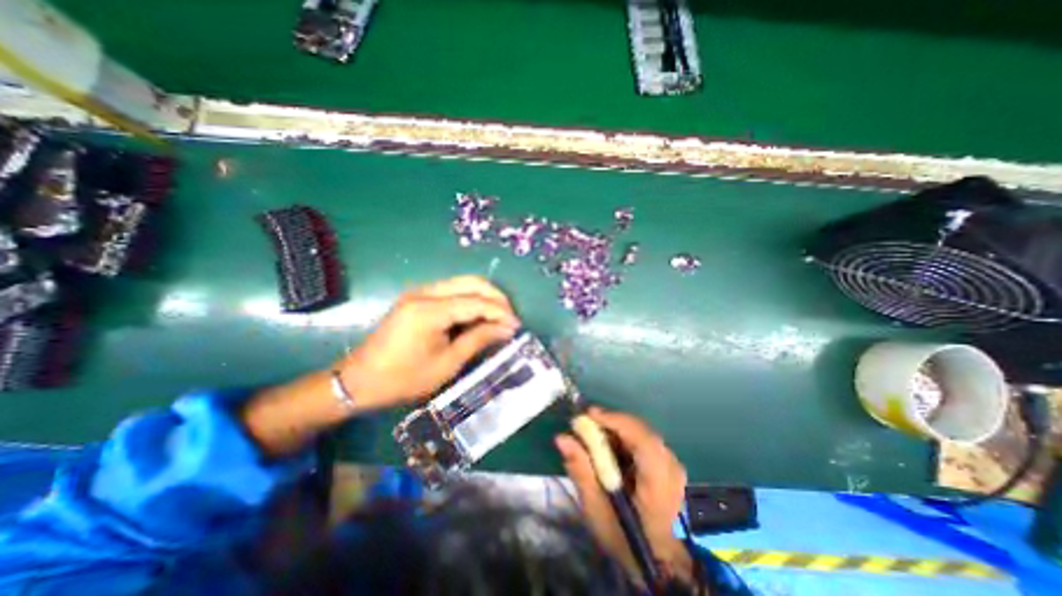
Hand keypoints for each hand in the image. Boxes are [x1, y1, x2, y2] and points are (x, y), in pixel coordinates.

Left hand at [340, 274, 519, 409]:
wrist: (359, 381)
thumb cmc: (404, 378)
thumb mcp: (447, 364)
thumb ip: (478, 340)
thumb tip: (506, 329)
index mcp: (430, 310)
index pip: (476, 302)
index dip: (500, 312)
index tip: (517, 326)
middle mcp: (424, 292)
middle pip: (471, 282)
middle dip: (495, 297)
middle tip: (509, 318)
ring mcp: (419, 292)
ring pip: (462, 282)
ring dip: (484, 296)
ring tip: (498, 317)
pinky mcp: (417, 298)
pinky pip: (451, 290)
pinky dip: (469, 299)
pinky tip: (477, 315)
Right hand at [552, 407, 693, 583]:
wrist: (659, 561)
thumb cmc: (626, 539)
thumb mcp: (597, 510)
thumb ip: (581, 470)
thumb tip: (562, 438)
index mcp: (658, 479)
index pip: (641, 437)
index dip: (614, 420)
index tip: (588, 414)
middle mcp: (670, 465)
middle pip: (639, 429)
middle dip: (610, 423)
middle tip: (584, 425)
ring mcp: (672, 463)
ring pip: (640, 431)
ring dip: (615, 430)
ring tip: (593, 436)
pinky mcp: (668, 463)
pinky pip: (643, 439)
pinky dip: (623, 438)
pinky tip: (609, 448)